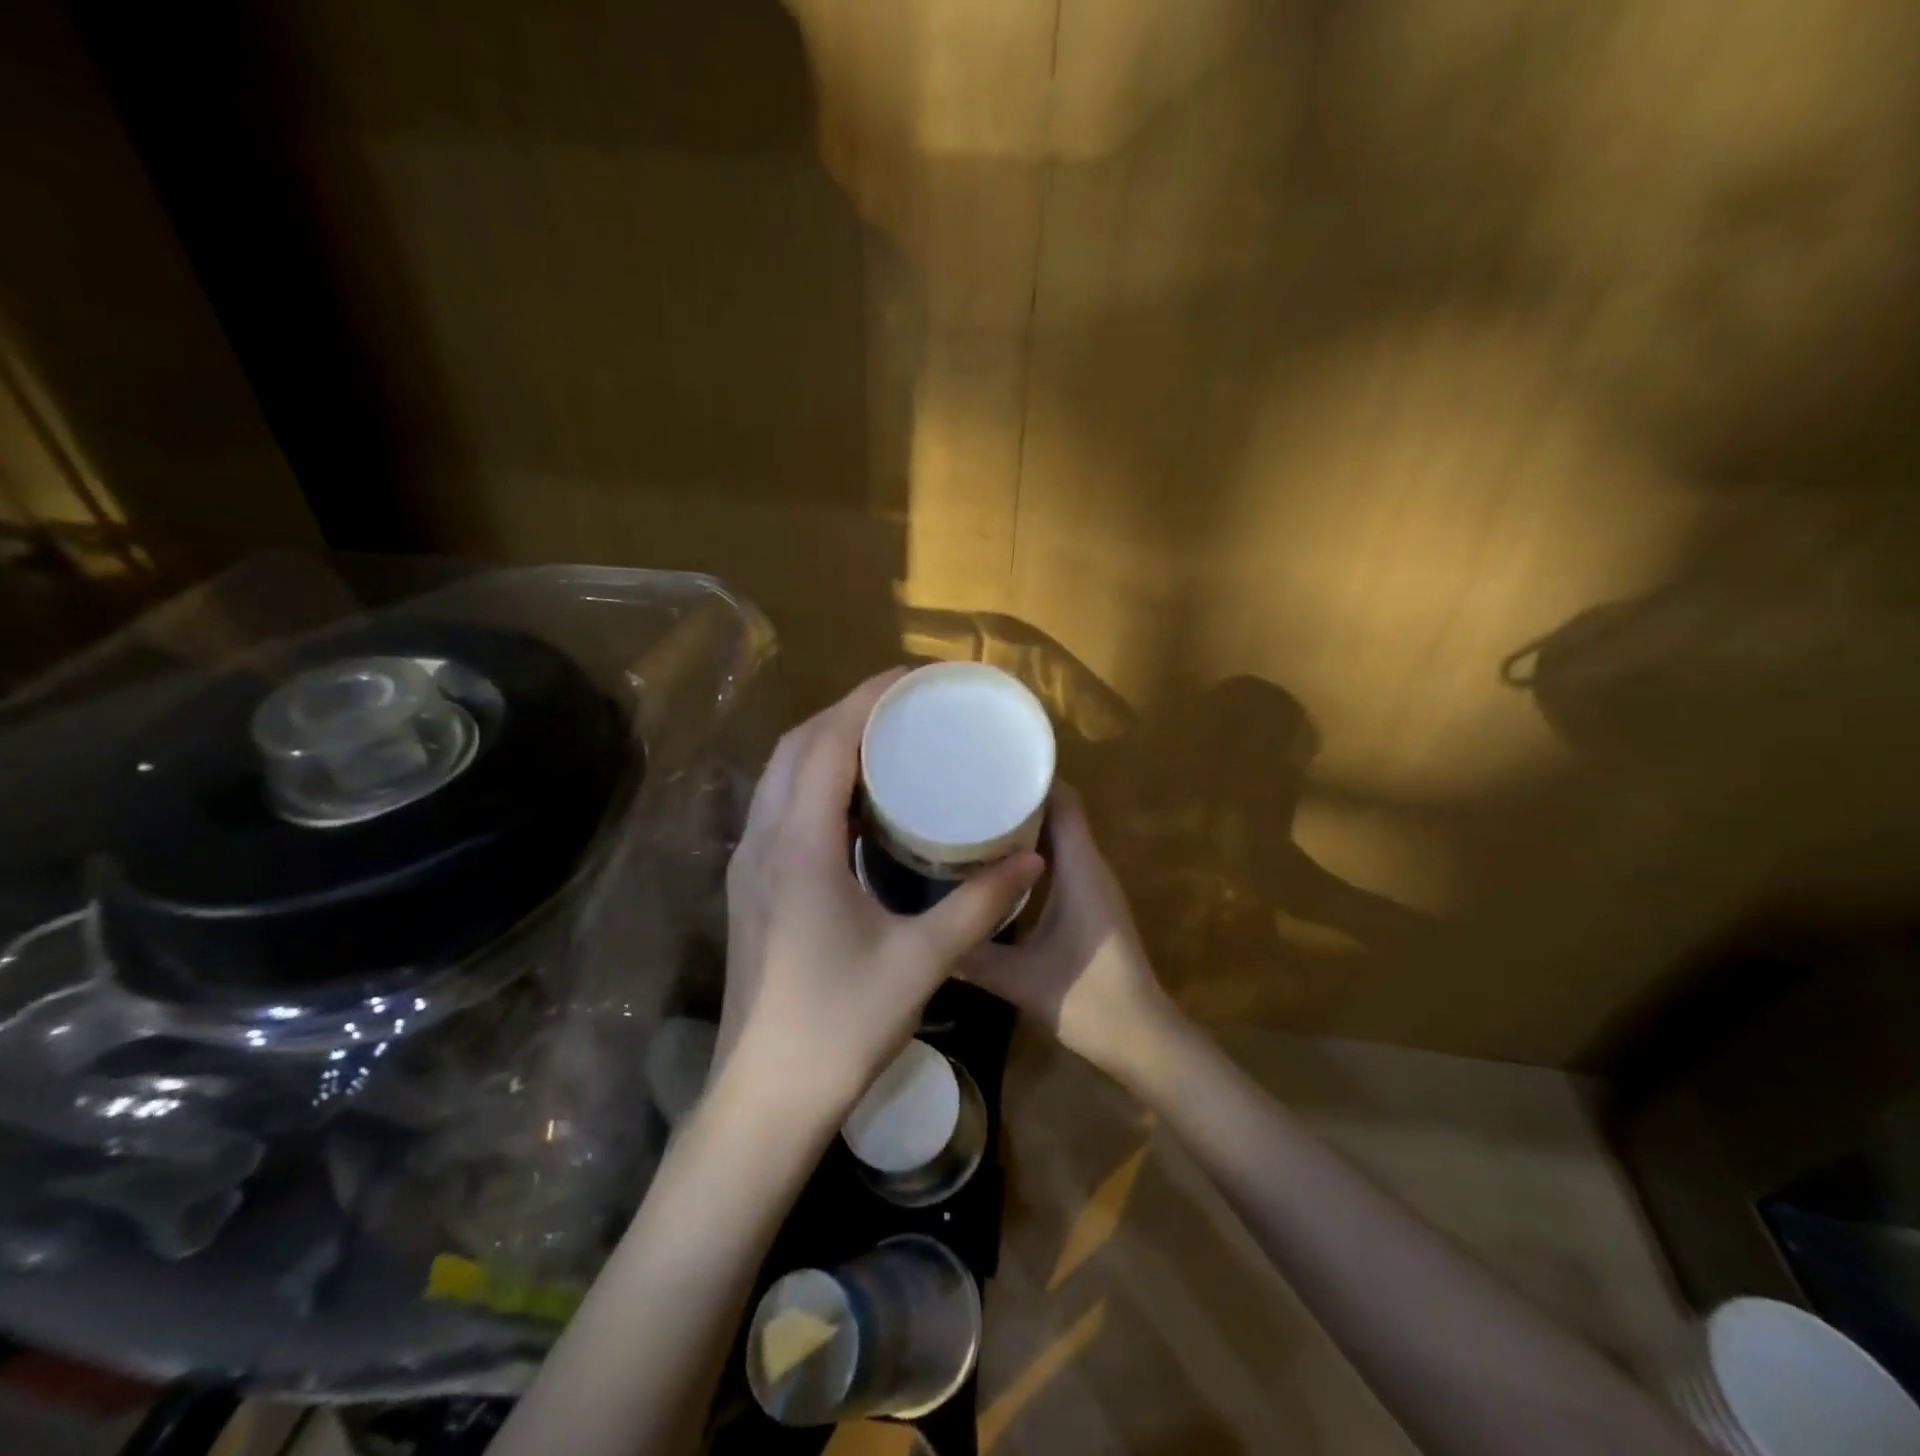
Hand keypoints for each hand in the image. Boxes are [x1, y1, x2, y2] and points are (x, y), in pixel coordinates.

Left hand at [717, 669, 1044, 1128]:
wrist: (764, 1098)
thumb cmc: (840, 1026)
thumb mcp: (921, 961)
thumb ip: (980, 905)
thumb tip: (1032, 858)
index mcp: (800, 845)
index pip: (828, 743)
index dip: (867, 700)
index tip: (912, 678)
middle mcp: (763, 841)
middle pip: (798, 747)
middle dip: (848, 713)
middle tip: (904, 707)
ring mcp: (747, 865)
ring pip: (781, 776)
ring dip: (826, 745)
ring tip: (883, 742)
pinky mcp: (750, 888)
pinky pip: (779, 807)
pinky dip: (814, 782)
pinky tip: (853, 804)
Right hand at [964, 784, 1180, 1081]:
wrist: (1141, 1039)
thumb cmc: (1087, 999)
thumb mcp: (1019, 978)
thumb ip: (972, 955)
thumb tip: (926, 936)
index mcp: (1081, 869)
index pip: (1064, 802)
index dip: (1032, 779)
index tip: (991, 769)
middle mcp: (1091, 868)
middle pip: (1059, 813)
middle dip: (1018, 800)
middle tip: (970, 793)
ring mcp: (1093, 887)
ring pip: (1059, 838)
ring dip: (1024, 827)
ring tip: (975, 821)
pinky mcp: (1090, 906)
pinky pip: (1061, 862)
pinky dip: (1032, 855)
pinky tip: (997, 868)